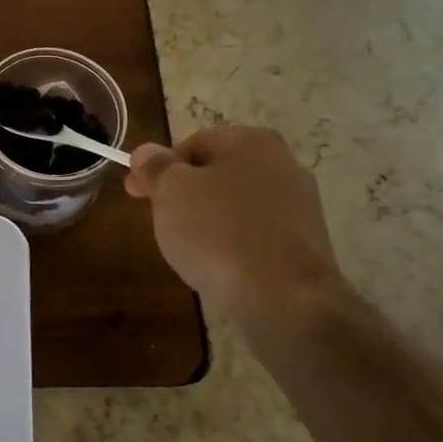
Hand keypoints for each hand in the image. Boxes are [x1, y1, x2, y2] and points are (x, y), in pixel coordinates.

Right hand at [124, 126, 348, 339]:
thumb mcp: (171, 192)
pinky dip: (234, 246)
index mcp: (251, 141)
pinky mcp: (306, 245)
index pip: (191, 144)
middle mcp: (284, 165)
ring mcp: (301, 206)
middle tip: (162, 223)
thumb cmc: (219, 233)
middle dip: (185, 196)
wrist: (285, 300)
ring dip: (209, 222)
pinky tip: (222, 268)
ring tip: (191, 251)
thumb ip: (156, 167)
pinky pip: (256, 236)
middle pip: (216, 174)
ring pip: (236, 207)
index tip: (136, 194)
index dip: (158, 168)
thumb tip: (147, 152)